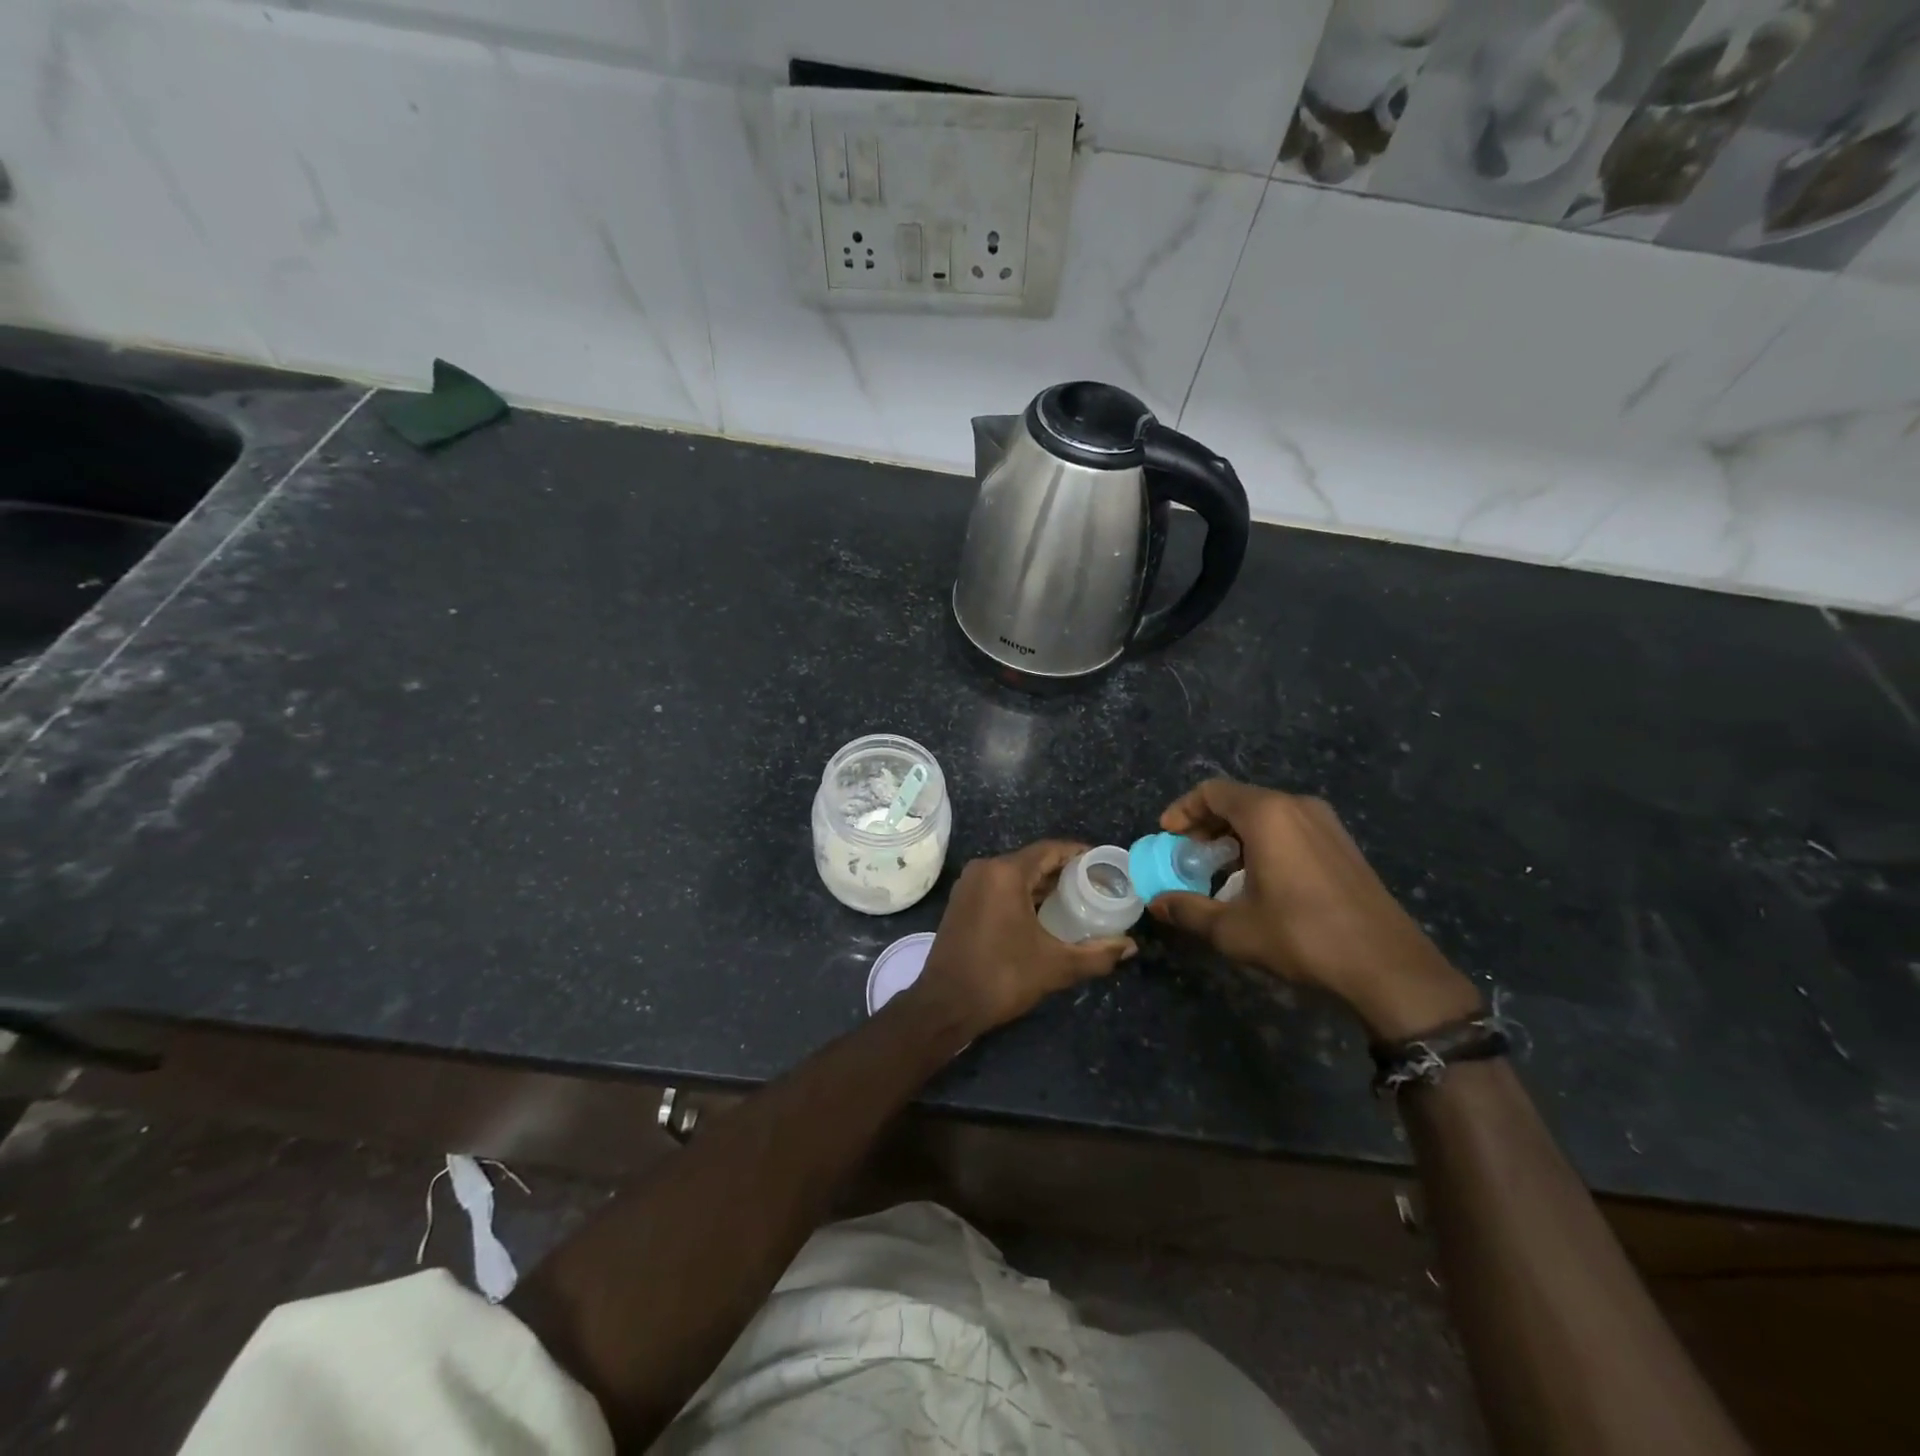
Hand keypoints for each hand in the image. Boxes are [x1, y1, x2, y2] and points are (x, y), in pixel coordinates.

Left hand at [911, 841, 1136, 1038]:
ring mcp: (969, 884)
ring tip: (1076, 900)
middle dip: (1064, 871)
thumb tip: (1130, 946)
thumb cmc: (1001, 977)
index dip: (1080, 854)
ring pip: (1015, 874)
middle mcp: (985, 869)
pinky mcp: (962, 901)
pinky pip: (999, 886)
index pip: (1051, 849)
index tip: (1105, 865)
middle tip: (1096, 887)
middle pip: (1033, 860)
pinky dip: (1022, 894)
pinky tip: (1044, 914)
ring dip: (1043, 885)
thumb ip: (1097, 954)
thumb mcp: (1055, 966)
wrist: (945, 1004)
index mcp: (1005, 873)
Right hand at [1147, 780, 1480, 1040]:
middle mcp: (1297, 807)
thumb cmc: (1301, 937)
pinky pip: (1290, 828)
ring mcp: (1326, 824)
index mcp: (1268, 814)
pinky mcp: (1343, 845)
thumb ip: (1188, 910)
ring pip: (1267, 814)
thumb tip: (1155, 903)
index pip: (1212, 792)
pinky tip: (1259, 879)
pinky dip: (1264, 842)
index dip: (1183, 810)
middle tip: (1188, 855)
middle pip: (1239, 800)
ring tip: (1219, 870)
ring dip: (1235, 835)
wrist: (1388, 968)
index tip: (1167, 836)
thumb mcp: (1233, 929)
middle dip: (1207, 824)